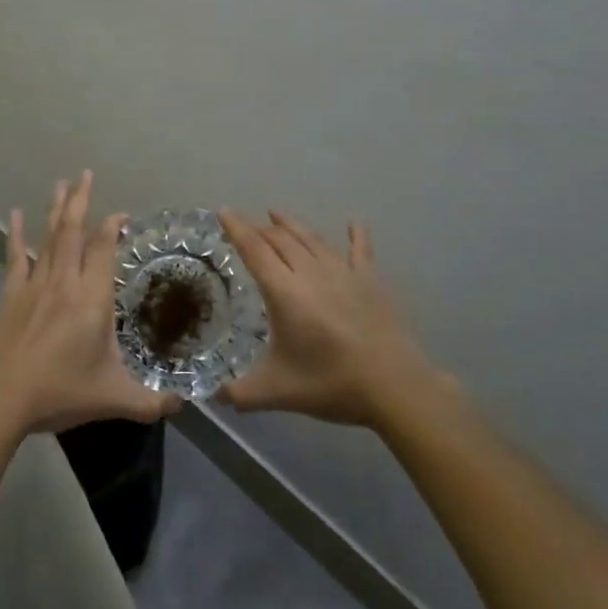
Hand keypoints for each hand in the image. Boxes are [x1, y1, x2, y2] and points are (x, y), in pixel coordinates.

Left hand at [0, 171, 182, 433]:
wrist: (0, 398)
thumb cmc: (59, 393)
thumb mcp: (114, 399)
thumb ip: (151, 402)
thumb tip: (184, 403)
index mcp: (92, 300)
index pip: (104, 249)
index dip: (112, 227)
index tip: (121, 215)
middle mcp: (64, 282)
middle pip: (74, 231)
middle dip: (81, 201)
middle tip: (85, 174)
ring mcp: (34, 285)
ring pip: (48, 237)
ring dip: (56, 209)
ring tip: (62, 184)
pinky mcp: (10, 294)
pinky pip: (15, 256)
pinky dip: (15, 234)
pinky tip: (14, 215)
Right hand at [219, 209, 449, 428]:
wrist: (394, 387)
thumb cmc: (331, 384)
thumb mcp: (277, 392)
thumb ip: (240, 393)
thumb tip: (213, 398)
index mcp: (284, 292)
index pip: (254, 250)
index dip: (237, 229)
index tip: (224, 211)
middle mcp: (311, 272)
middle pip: (280, 240)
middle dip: (260, 229)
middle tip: (246, 226)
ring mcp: (343, 273)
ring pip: (312, 239)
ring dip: (292, 225)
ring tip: (277, 215)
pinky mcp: (370, 280)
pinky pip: (360, 250)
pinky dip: (356, 234)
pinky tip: (354, 221)